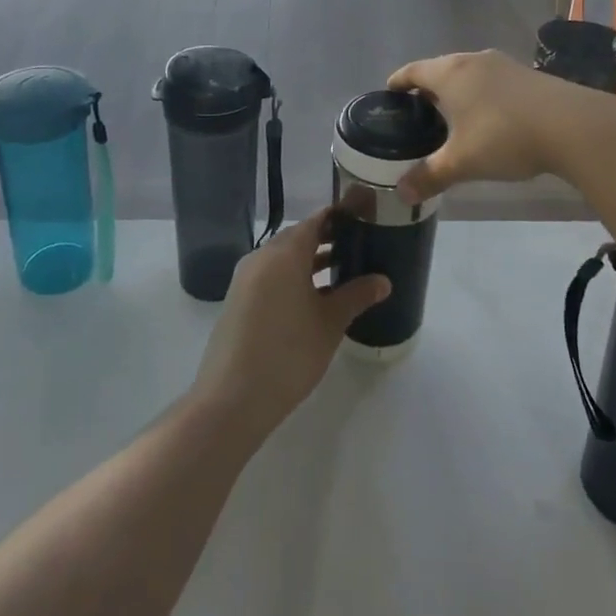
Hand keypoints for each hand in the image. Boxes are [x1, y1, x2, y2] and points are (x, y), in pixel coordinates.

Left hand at [189, 210, 390, 441]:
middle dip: (327, 239)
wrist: (233, 398)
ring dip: (310, 261)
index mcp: (285, 252)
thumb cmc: (289, 352)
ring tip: (343, 272)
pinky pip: (271, 276)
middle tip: (359, 246)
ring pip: (284, 258)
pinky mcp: (238, 300)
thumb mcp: (330, 323)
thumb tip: (383, 281)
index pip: (316, 220)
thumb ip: (357, 295)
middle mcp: (262, 256)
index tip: (364, 219)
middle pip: (298, 237)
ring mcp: (246, 278)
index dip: (340, 217)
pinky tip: (314, 299)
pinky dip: (293, 277)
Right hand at [387, 48, 608, 201]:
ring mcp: (503, 64)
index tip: (389, 91)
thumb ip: (430, 175)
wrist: (571, 125)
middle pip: (440, 68)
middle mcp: (473, 60)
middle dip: (427, 87)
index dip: (399, 81)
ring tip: (451, 115)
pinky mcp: (527, 74)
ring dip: (456, 90)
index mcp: (450, 73)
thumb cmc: (504, 137)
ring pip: (468, 73)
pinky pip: (491, 80)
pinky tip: (487, 116)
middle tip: (418, 111)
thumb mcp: (463, 162)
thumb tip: (401, 193)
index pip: (413, 71)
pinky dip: (480, 93)